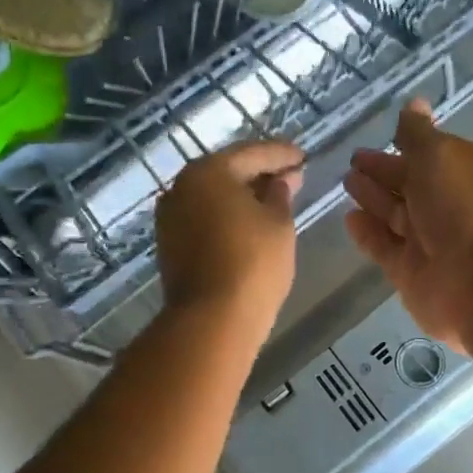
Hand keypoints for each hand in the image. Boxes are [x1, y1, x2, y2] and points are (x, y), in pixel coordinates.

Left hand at [156, 140, 304, 344]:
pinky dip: (226, 214)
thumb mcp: (279, 223)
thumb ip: (280, 194)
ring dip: (241, 194)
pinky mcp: (169, 243)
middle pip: (227, 171)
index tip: (303, 157)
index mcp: (208, 171)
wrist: (211, 319)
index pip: (252, 153)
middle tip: (291, 175)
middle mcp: (182, 186)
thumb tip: (280, 181)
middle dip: (260, 172)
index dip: (282, 154)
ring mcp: (170, 216)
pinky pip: (203, 216)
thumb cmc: (253, 263)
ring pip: (213, 195)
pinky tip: (248, 222)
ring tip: (273, 200)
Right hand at [344, 100, 472, 357]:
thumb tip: (413, 102)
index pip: (429, 154)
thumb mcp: (440, 156)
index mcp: (465, 172)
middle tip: (351, 162)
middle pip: (410, 185)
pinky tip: (350, 219)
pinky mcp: (412, 273)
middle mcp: (449, 205)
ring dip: (373, 200)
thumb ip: (418, 133)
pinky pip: (385, 247)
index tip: (372, 139)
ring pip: (395, 215)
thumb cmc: (466, 208)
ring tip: (346, 183)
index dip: (401, 146)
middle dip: (382, 172)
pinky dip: (368, 233)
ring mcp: (431, 242)